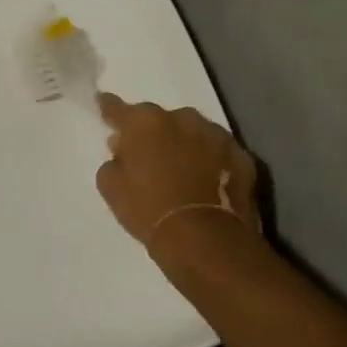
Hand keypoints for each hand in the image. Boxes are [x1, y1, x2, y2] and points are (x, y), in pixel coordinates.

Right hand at [95, 93, 259, 257]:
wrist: (206, 240)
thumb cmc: (148, 210)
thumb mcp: (110, 186)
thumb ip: (114, 160)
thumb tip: (123, 149)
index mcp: (144, 122)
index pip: (117, 108)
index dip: (109, 108)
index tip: (104, 105)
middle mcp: (181, 119)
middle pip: (160, 119)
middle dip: (152, 131)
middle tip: (146, 152)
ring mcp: (216, 135)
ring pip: (192, 131)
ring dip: (184, 143)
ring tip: (180, 166)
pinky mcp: (242, 156)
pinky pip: (218, 152)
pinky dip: (211, 160)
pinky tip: (206, 179)